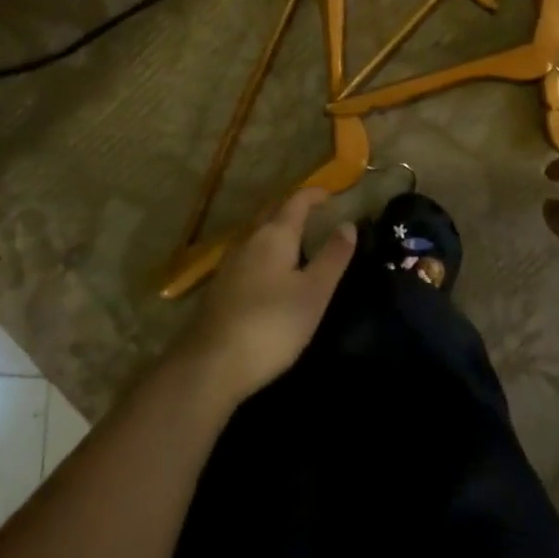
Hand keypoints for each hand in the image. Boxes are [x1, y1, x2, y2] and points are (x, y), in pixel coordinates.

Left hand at [172, 189, 354, 407]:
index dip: (313, 194)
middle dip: (291, 207)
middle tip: (312, 212)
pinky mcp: (219, 286)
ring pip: (256, 233)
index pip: (295, 201)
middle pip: (271, 212)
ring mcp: (229, 263)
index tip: (329, 193)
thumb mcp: (313, 293)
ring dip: (275, 228)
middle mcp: (249, 240)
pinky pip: (247, 254)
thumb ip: (332, 257)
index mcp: (274, 235)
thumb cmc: (271, 325)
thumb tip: (347, 224)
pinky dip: (263, 250)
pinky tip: (268, 271)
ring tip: (294, 239)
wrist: (211, 364)